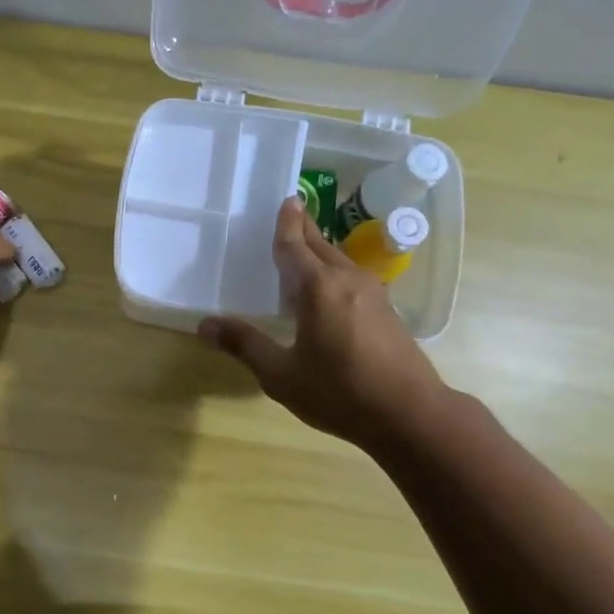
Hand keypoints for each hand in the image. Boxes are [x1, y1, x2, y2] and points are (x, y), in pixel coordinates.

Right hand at [199, 198, 453, 453]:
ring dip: (320, 251)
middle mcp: (347, 280)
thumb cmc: (339, 392)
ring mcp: (373, 294)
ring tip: (304, 248)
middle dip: (305, 228)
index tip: (285, 200)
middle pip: (321, 246)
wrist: (409, 413)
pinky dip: (333, 271)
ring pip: (340, 261)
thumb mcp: (280, 374)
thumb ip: (245, 345)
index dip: (286, 225)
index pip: (295, 247)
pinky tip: (328, 288)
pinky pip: (352, 278)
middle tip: (291, 211)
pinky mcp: (387, 311)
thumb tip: (205, 326)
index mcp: (318, 288)